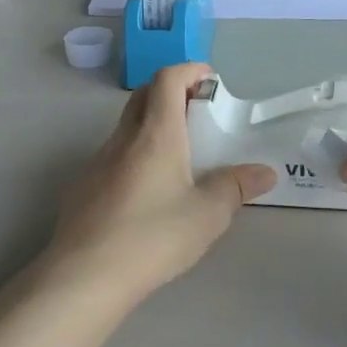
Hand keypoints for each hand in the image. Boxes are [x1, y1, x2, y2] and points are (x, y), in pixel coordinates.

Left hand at [45, 64, 275, 307]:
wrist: (85, 275)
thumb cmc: (154, 237)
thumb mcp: (208, 214)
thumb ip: (236, 187)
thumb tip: (264, 172)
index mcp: (156, 135)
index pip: (167, 80)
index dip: (189, 71)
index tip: (209, 81)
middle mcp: (122, 140)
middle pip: (142, 97)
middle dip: (170, 93)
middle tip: (197, 114)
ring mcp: (96, 164)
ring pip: (125, 129)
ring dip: (151, 127)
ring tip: (177, 157)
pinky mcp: (82, 190)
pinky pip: (112, 159)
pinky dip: (133, 158)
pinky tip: (145, 194)